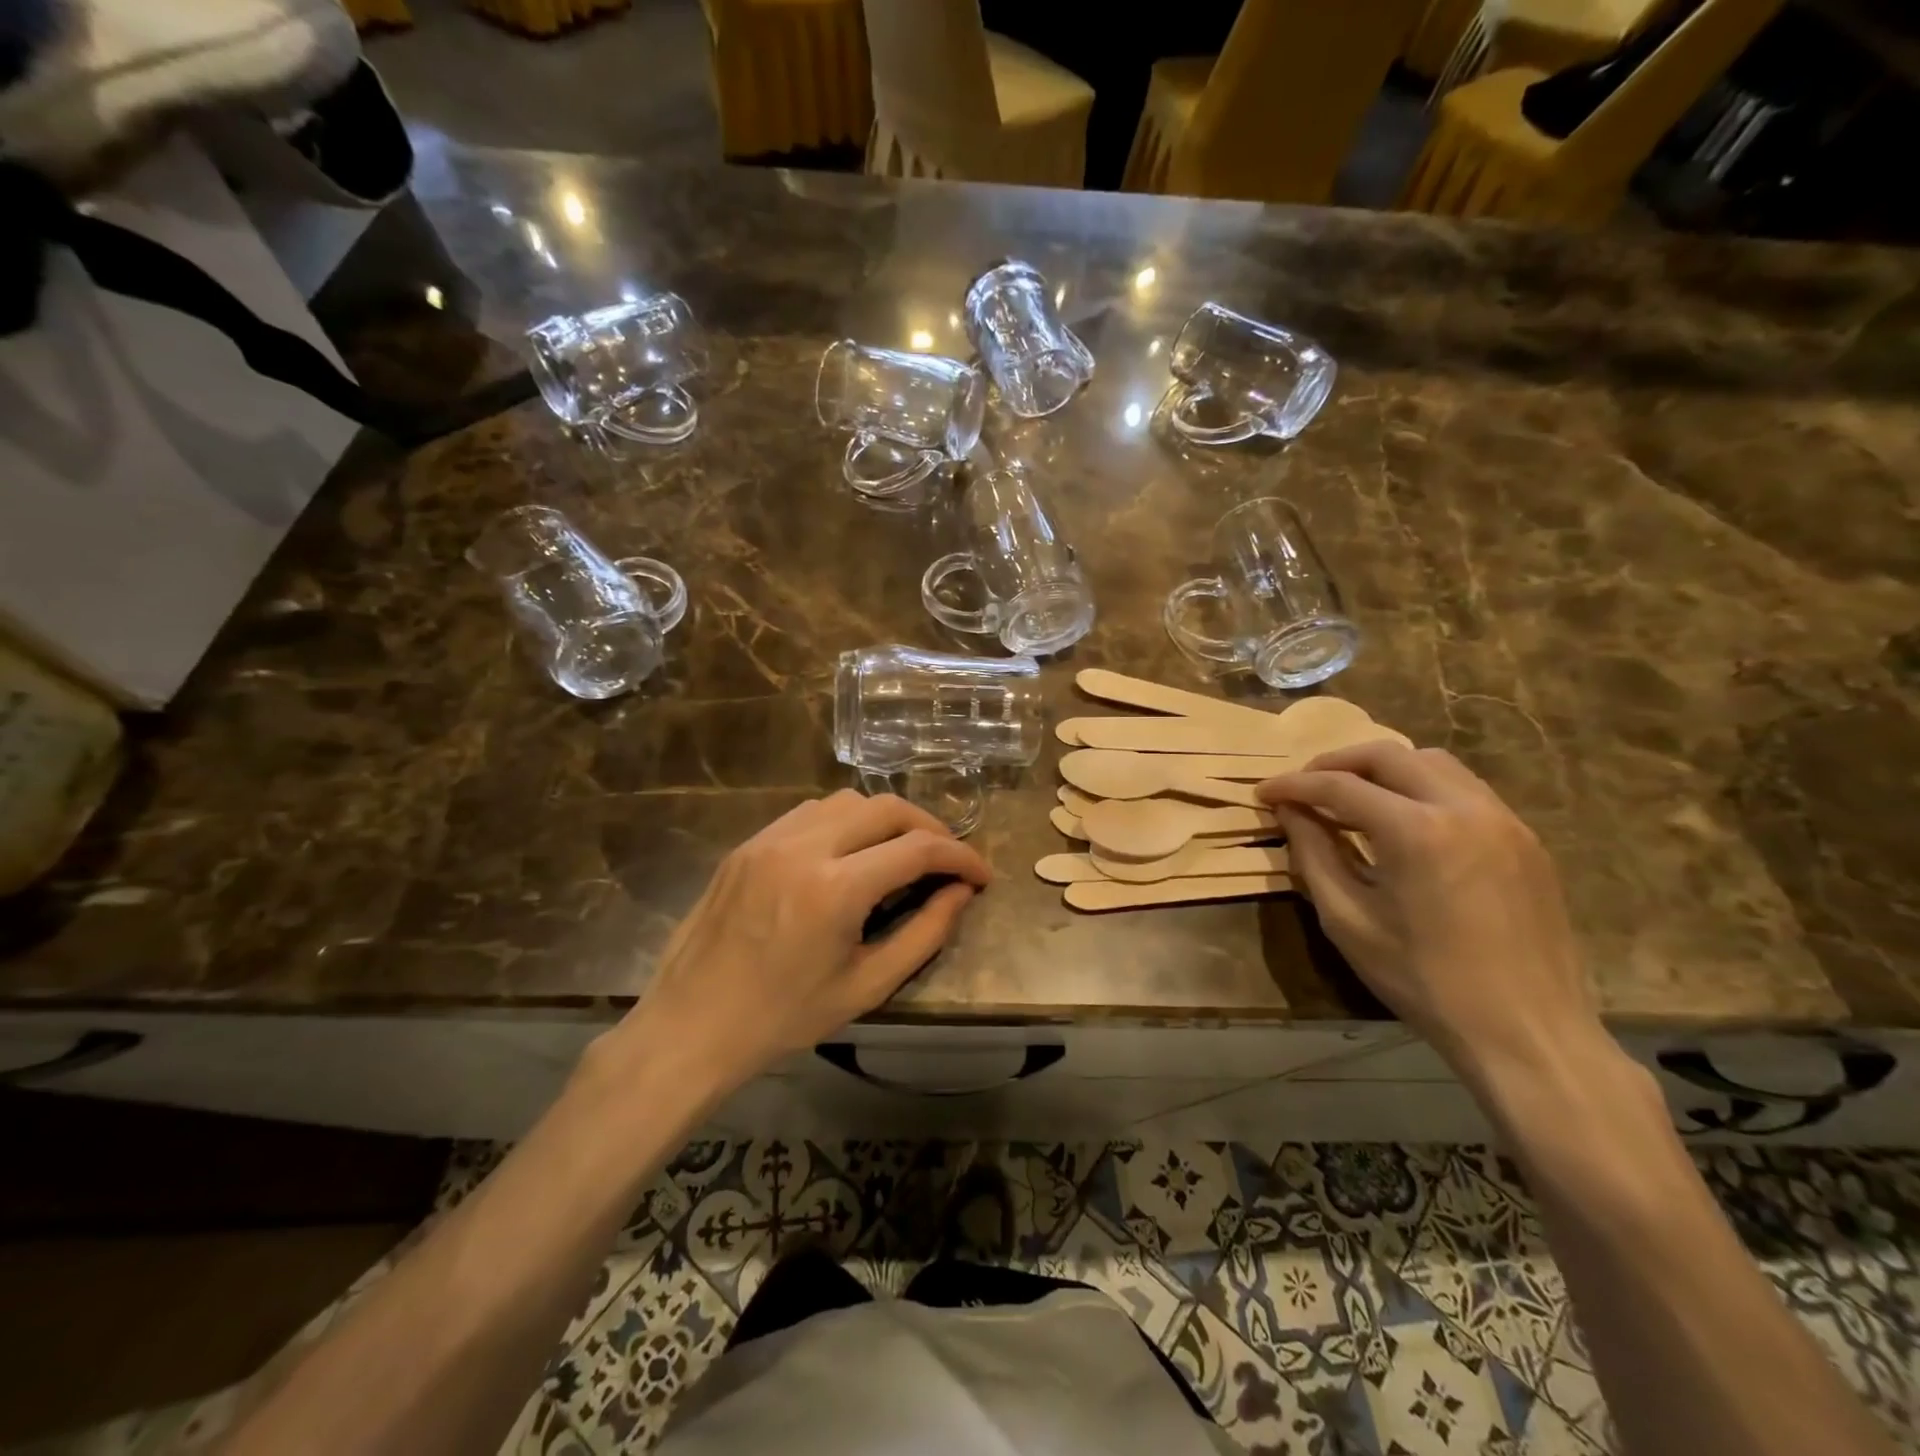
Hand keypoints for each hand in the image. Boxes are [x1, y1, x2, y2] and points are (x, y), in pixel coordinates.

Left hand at [610, 792, 991, 1095]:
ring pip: (847, 800)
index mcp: (835, 889)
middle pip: (886, 807)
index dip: (960, 856)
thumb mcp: (866, 986)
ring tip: (901, 852)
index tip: (981, 874)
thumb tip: (961, 892)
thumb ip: (925, 934)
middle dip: (929, 827)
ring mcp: (770, 839)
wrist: (691, 1026)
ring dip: (886, 819)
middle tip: (947, 859)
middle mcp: (803, 847)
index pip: (918, 848)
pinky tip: (850, 852)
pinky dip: (845, 821)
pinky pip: (810, 812)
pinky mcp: (748, 843)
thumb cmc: (783, 1018)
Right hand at [1258, 742, 1599, 1078]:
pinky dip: (1422, 789)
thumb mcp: (1348, 921)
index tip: (1264, 793)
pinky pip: (1465, 790)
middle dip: (1336, 763)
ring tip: (1352, 799)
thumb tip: (1291, 812)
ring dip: (1383, 770)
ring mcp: (1503, 820)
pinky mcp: (1525, 839)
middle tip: (1304, 786)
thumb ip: (1314, 855)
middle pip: (1388, 755)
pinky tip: (1403, 822)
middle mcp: (1464, 808)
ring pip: (1432, 763)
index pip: (1339, 787)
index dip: (1294, 786)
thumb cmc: (1424, 981)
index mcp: (1417, 831)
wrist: (1527, 1032)